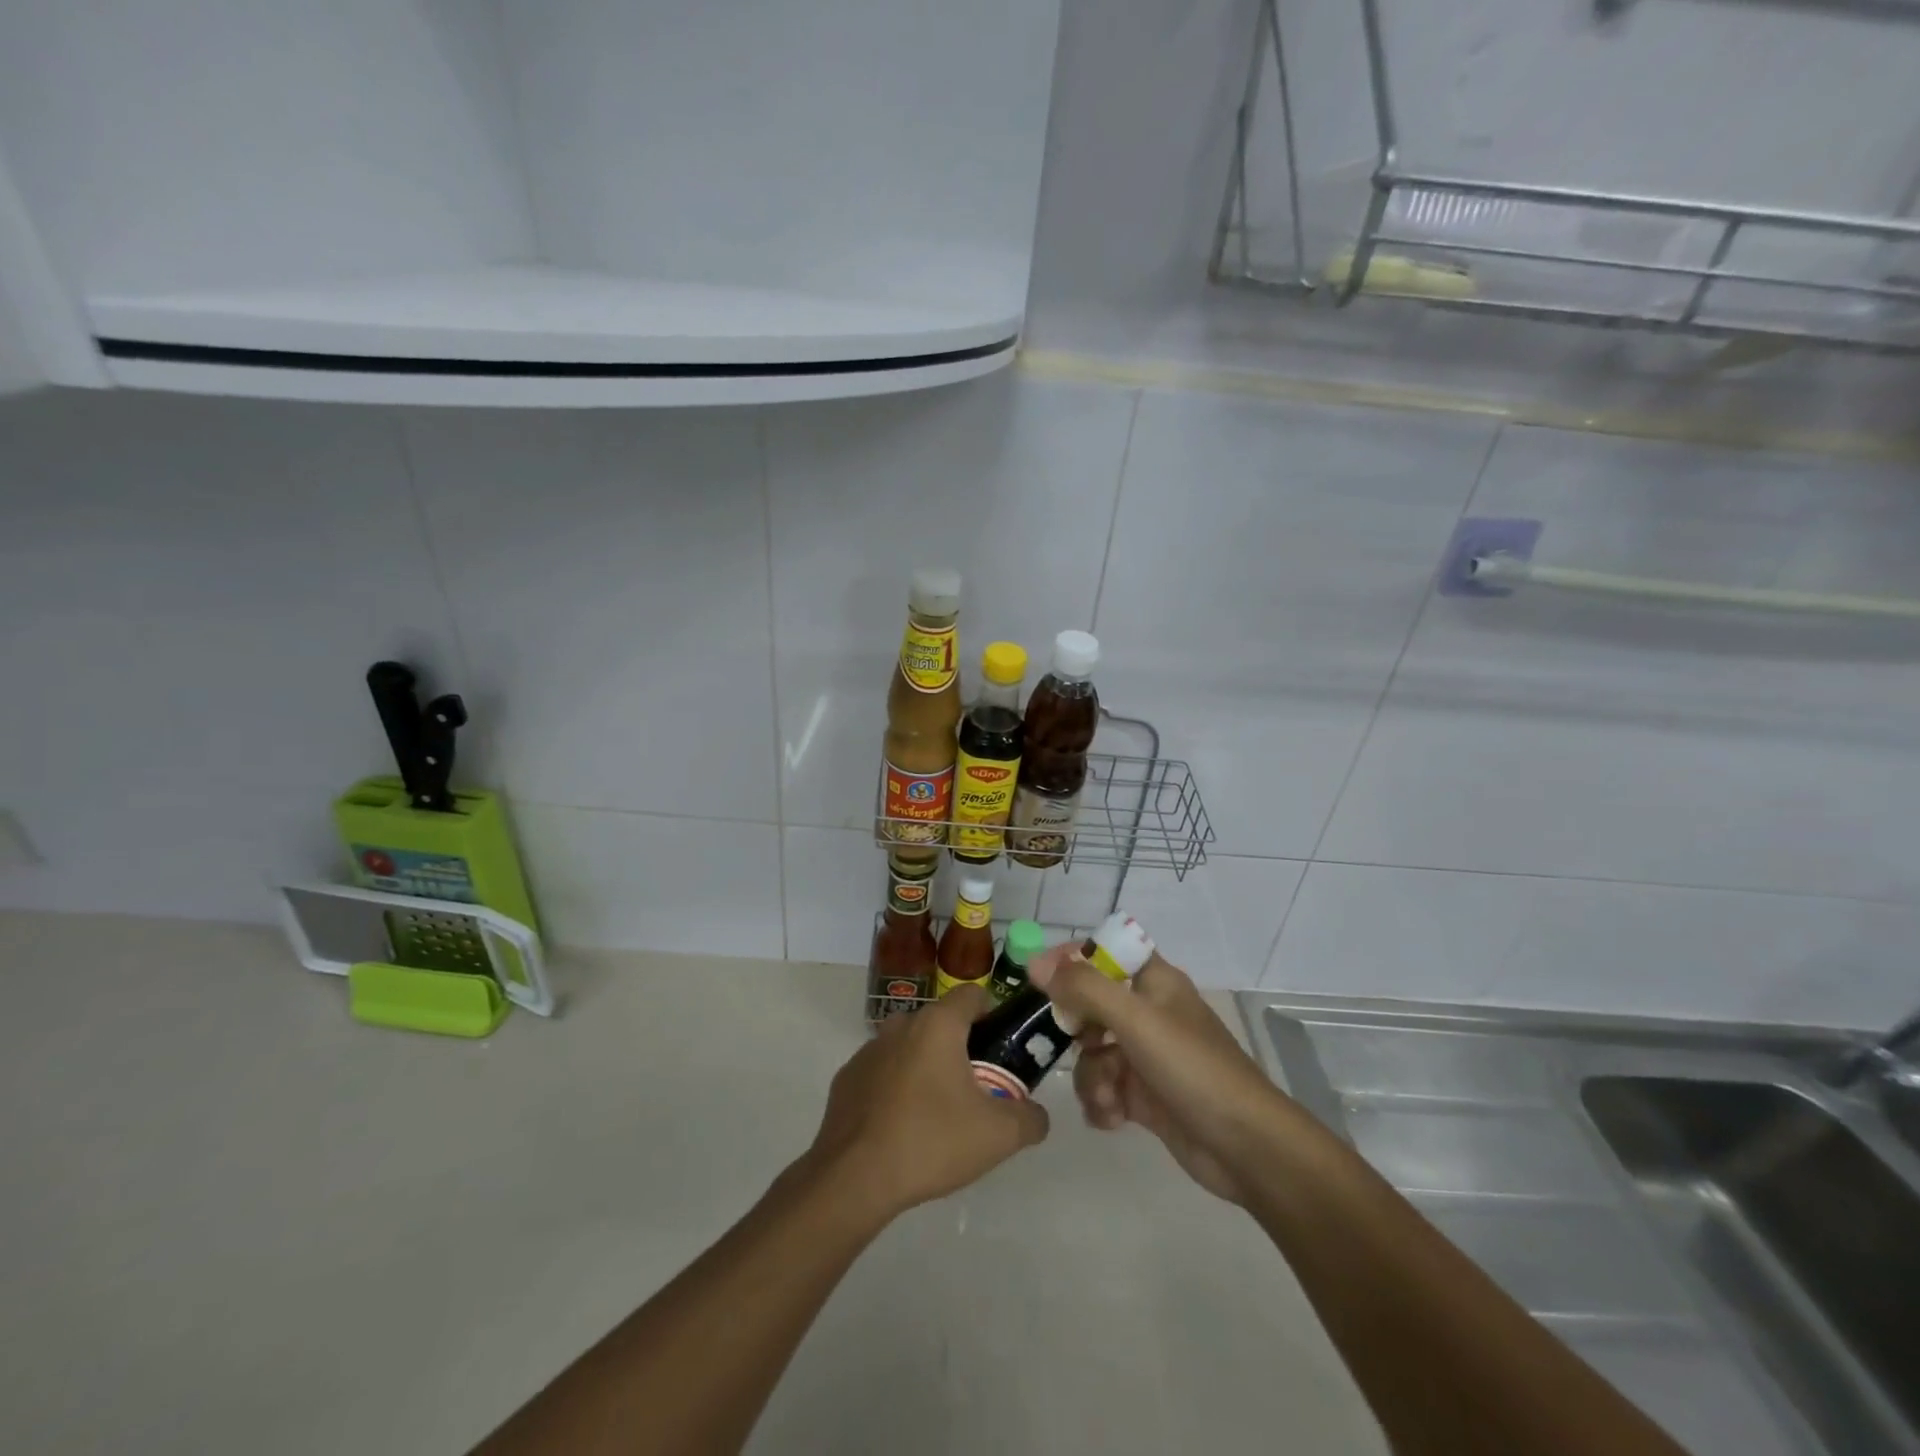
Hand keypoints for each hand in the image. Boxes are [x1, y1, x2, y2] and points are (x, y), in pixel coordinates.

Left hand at [804, 985, 1049, 1222]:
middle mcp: (901, 1025)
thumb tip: (1036, 1114)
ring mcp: (868, 1050)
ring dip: (927, 1067)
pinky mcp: (846, 1079)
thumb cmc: (931, 1141)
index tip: (1003, 1047)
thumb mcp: (998, 1136)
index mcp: (938, 1025)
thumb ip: (1030, 1118)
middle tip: (978, 1089)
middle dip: (962, 1047)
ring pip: (910, 1047)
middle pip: (941, 1023)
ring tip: (939, 1113)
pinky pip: (883, 1072)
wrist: (853, 1178)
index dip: (993, 1014)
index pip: (973, 995)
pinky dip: (896, 1088)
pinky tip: (901, 1127)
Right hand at [1029, 946, 1288, 1204]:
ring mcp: (1146, 1055)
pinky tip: (1111, 1119)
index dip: (1072, 959)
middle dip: (1076, 1030)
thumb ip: (1084, 988)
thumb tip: (1037, 963)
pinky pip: (1104, 1086)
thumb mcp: (1135, 1020)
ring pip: (1093, 1051)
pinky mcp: (1145, 1095)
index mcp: (1154, 982)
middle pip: (1090, 1005)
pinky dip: (1101, 1101)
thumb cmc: (1192, 1068)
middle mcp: (1148, 1012)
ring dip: (1090, 1076)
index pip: (1105, 951)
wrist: (1245, 1147)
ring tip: (1107, 1097)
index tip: (1040, 979)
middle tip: (1075, 1045)